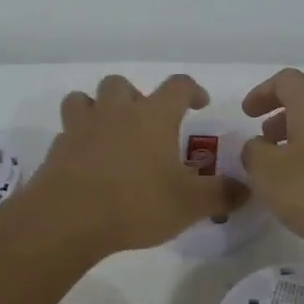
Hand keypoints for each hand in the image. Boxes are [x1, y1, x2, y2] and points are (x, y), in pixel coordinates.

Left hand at [28, 74, 247, 255]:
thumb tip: (246, 189)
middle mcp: (116, 112)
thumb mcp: (189, 205)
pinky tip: (87, 164)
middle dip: (136, 97)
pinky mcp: (58, 149)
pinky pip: (67, 132)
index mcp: (153, 116)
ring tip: (109, 134)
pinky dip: (78, 140)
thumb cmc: (136, 204)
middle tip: (146, 124)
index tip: (199, 103)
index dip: (192, 90)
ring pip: (84, 99)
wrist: (68, 219)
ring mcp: (81, 127)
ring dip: (97, 109)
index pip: (177, 86)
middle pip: (122, 85)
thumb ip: (220, 195)